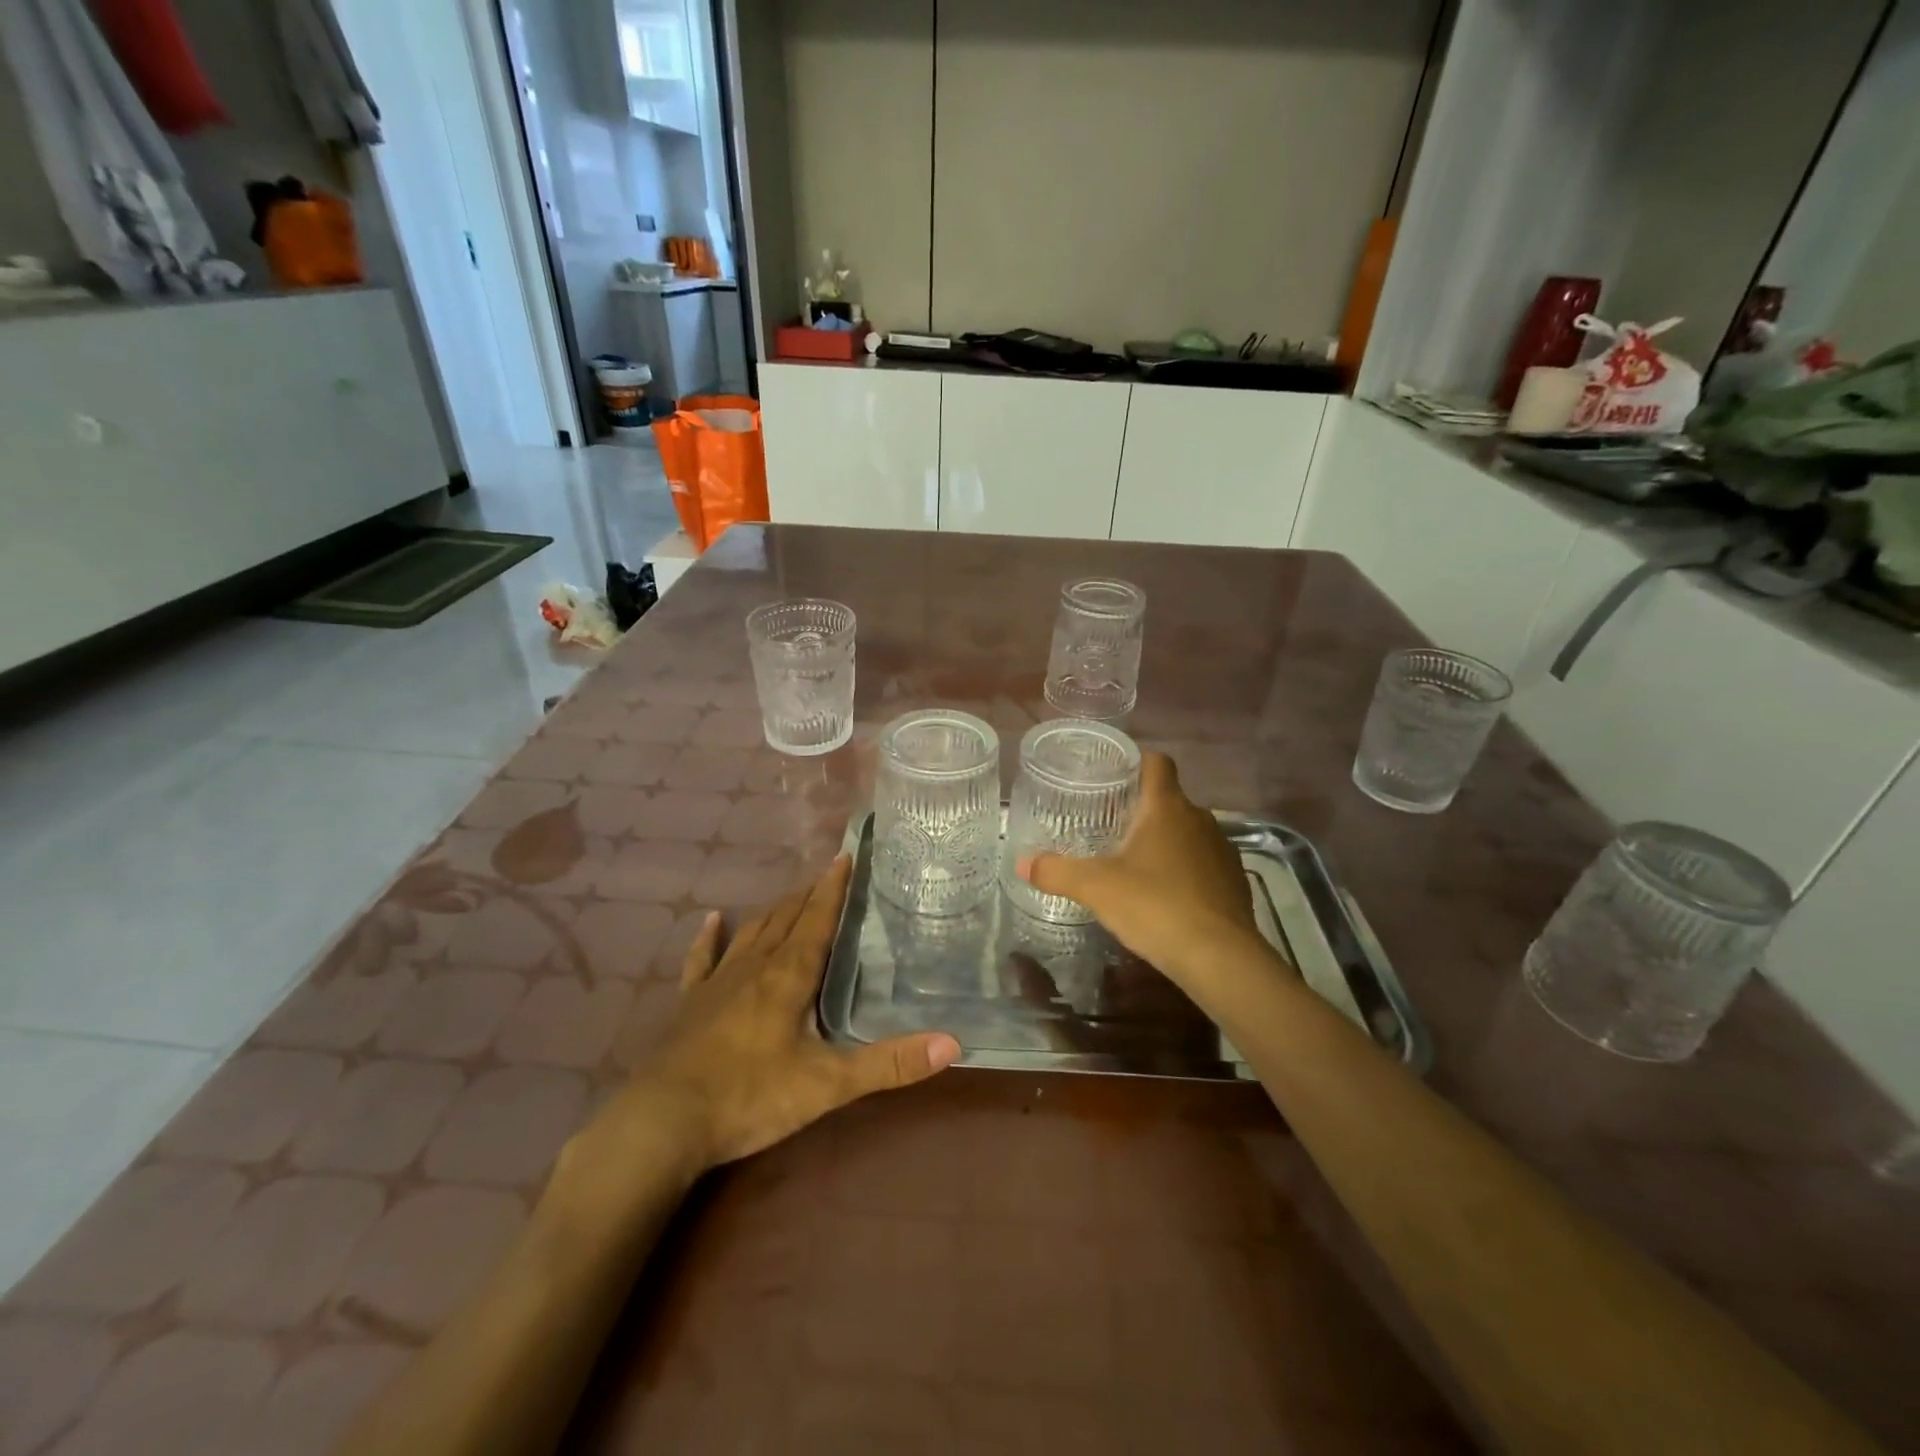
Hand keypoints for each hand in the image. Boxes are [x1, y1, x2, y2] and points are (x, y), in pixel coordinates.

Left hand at [610, 855, 960, 1172]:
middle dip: (808, 895)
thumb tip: (952, 1044)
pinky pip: (701, 960)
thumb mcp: (828, 1084)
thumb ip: (889, 1063)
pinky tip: (711, 919)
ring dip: (772, 911)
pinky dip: (708, 938)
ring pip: (751, 933)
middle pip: (786, 919)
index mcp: (789, 976)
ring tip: (789, 895)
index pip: (817, 920)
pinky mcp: (689, 1004)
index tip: (844, 856)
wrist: (665, 1121)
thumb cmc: (751, 1096)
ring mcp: (717, 983)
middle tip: (825, 874)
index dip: (832, 889)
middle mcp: (754, 967)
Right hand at [1019, 752, 1268, 987]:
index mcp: (1167, 807)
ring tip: (1136, 863)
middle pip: (1169, 800)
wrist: (1220, 958)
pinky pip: (1204, 862)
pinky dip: (1186, 870)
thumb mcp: (1096, 888)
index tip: (1113, 776)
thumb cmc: (1155, 906)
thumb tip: (1022, 863)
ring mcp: (1222, 849)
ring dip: (1166, 841)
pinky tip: (1166, 895)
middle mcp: (1200, 819)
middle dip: (1142, 810)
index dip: (1136, 762)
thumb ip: (1057, 872)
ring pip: (1188, 832)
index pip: (1157, 763)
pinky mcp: (1235, 881)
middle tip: (1109, 827)